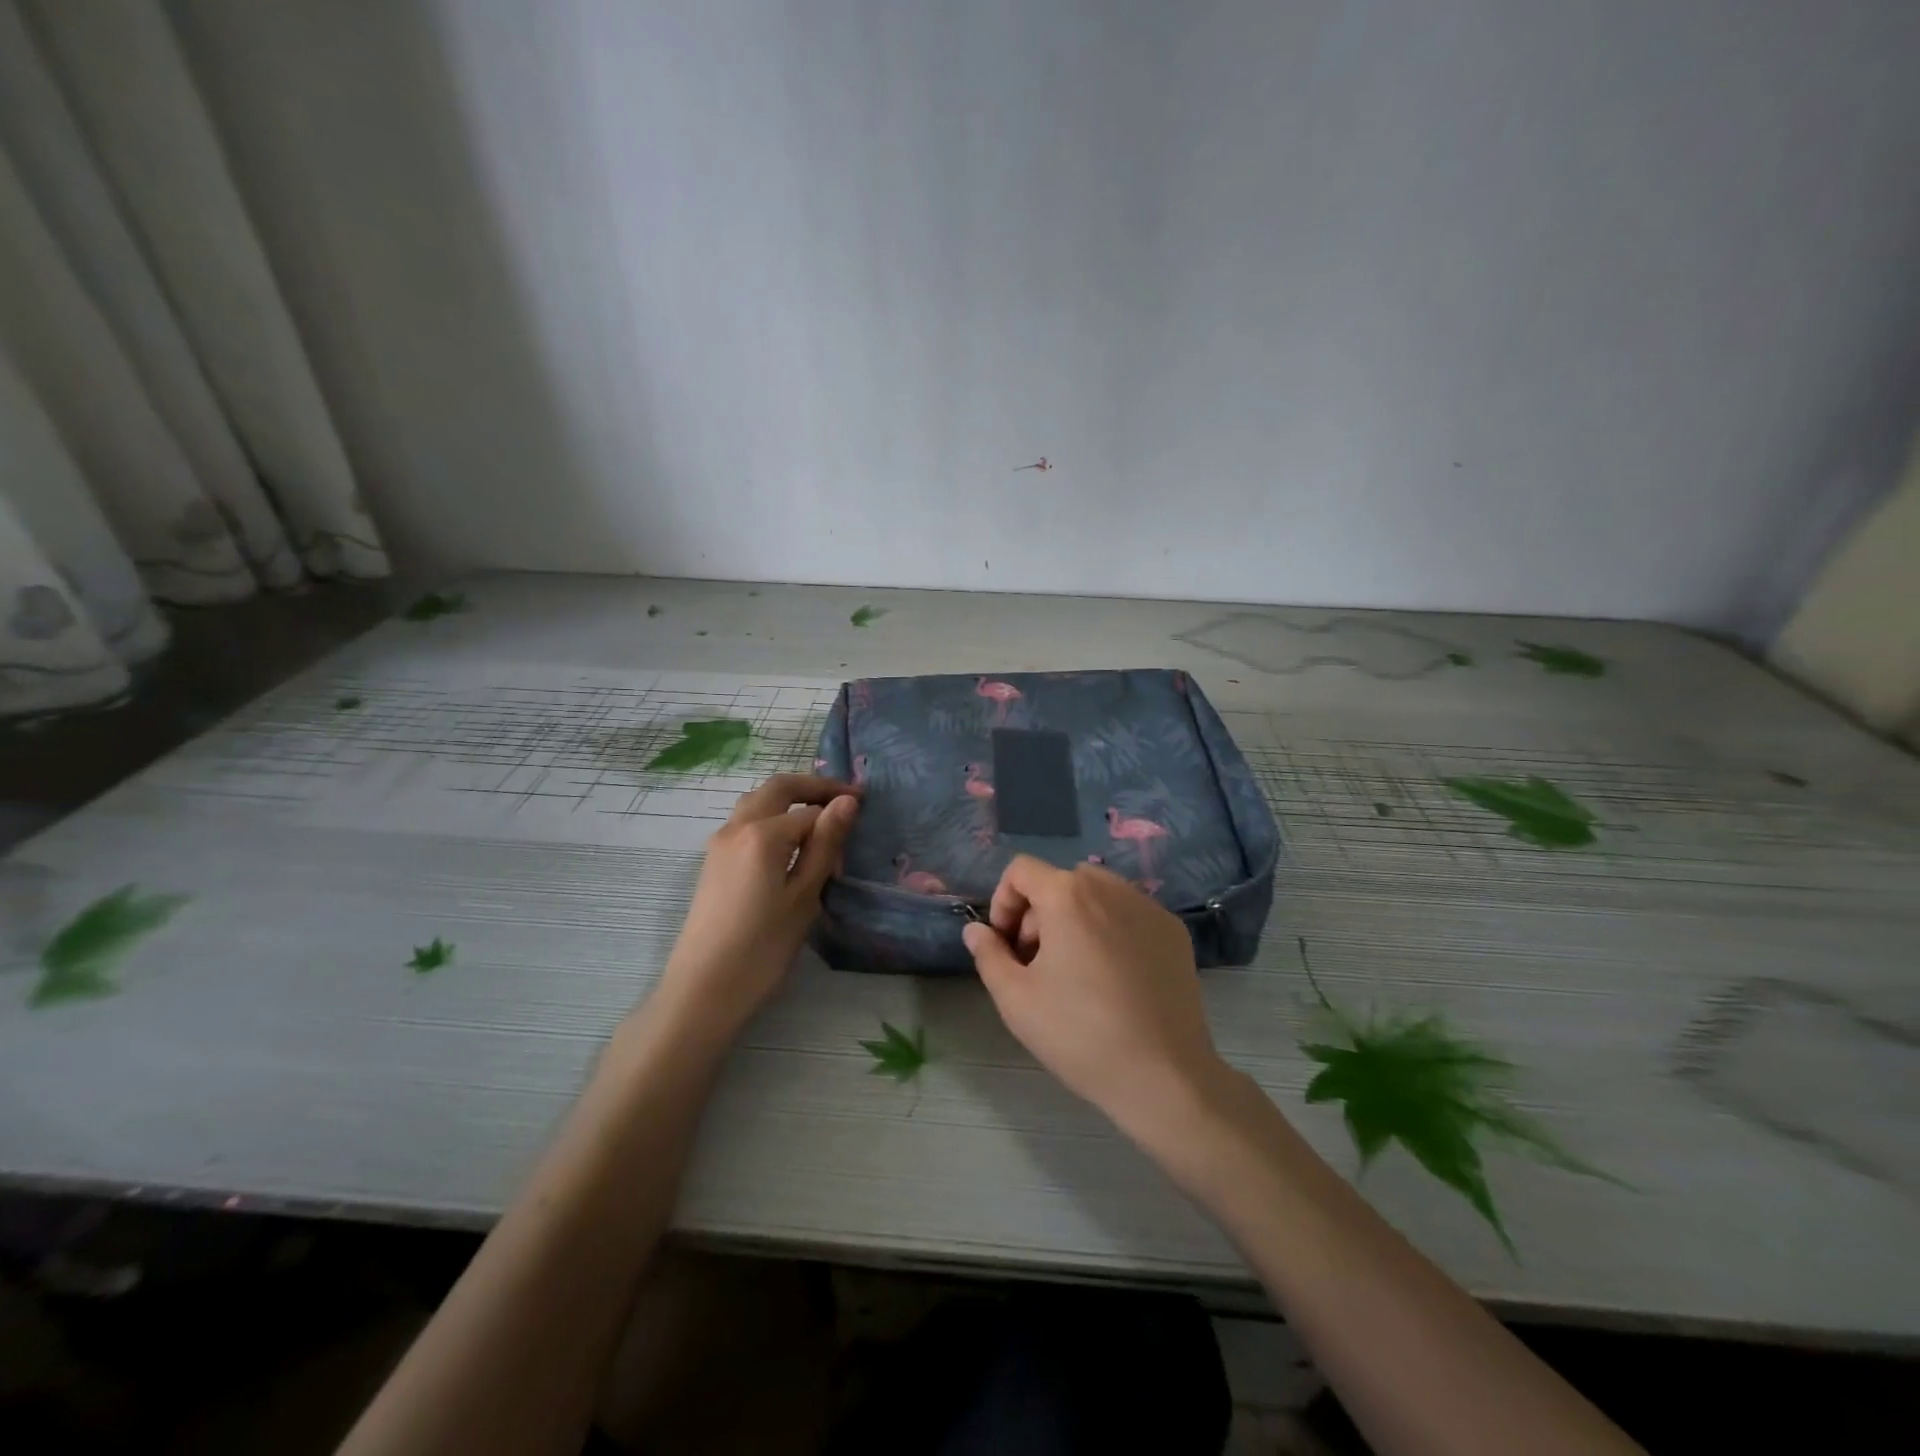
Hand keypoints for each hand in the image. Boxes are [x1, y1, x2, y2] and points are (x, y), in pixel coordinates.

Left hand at [656, 774, 859, 1037]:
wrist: (703, 990)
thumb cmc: (762, 946)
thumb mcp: (804, 896)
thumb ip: (825, 844)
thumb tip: (846, 802)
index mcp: (763, 833)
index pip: (811, 809)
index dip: (839, 809)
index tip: (865, 814)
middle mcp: (737, 826)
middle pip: (778, 788)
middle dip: (813, 787)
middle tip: (845, 798)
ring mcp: (720, 843)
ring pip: (758, 802)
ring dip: (790, 800)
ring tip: (820, 820)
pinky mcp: (713, 862)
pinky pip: (746, 823)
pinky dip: (772, 818)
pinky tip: (790, 846)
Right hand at [962, 855, 1226, 1137]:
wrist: (1163, 1076)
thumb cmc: (1079, 1034)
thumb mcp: (1015, 999)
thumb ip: (989, 954)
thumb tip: (976, 930)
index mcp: (1068, 895)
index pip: (1021, 870)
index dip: (1003, 902)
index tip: (1006, 946)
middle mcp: (1110, 887)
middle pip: (1060, 881)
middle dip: (1039, 914)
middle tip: (1037, 964)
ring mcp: (1149, 907)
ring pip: (1097, 895)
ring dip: (1075, 919)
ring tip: (1076, 971)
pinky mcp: (1174, 932)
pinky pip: (1129, 914)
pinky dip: (1111, 930)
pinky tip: (1115, 979)